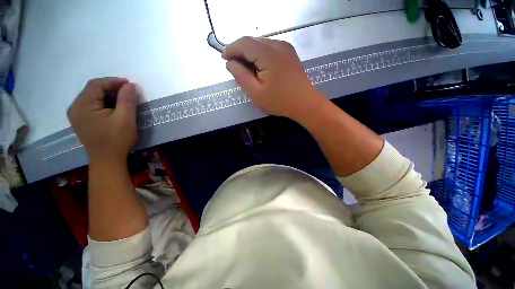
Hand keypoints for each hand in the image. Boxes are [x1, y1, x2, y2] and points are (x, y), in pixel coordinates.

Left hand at [67, 77, 137, 162]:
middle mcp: (75, 108)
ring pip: (93, 97)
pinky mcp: (82, 120)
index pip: (96, 85)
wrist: (107, 160)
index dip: (113, 81)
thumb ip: (127, 100)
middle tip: (128, 92)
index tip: (130, 84)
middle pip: (93, 90)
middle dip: (111, 88)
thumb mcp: (125, 119)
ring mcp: (77, 114)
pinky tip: (114, 107)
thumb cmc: (117, 140)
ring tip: (124, 99)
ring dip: (109, 95)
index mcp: (82, 106)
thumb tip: (129, 85)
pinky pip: (92, 105)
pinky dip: (104, 102)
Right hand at [222, 37, 325, 119]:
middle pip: (253, 42)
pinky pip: (269, 49)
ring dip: (250, 54)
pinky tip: (258, 68)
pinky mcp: (289, 53)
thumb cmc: (280, 102)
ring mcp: (285, 48)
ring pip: (261, 45)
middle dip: (240, 52)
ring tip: (246, 70)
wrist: (305, 104)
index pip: (244, 43)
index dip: (231, 49)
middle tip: (235, 67)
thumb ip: (241, 76)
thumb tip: (230, 63)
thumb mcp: (256, 93)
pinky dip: (260, 56)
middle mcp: (278, 45)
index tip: (224, 58)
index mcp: (269, 54)